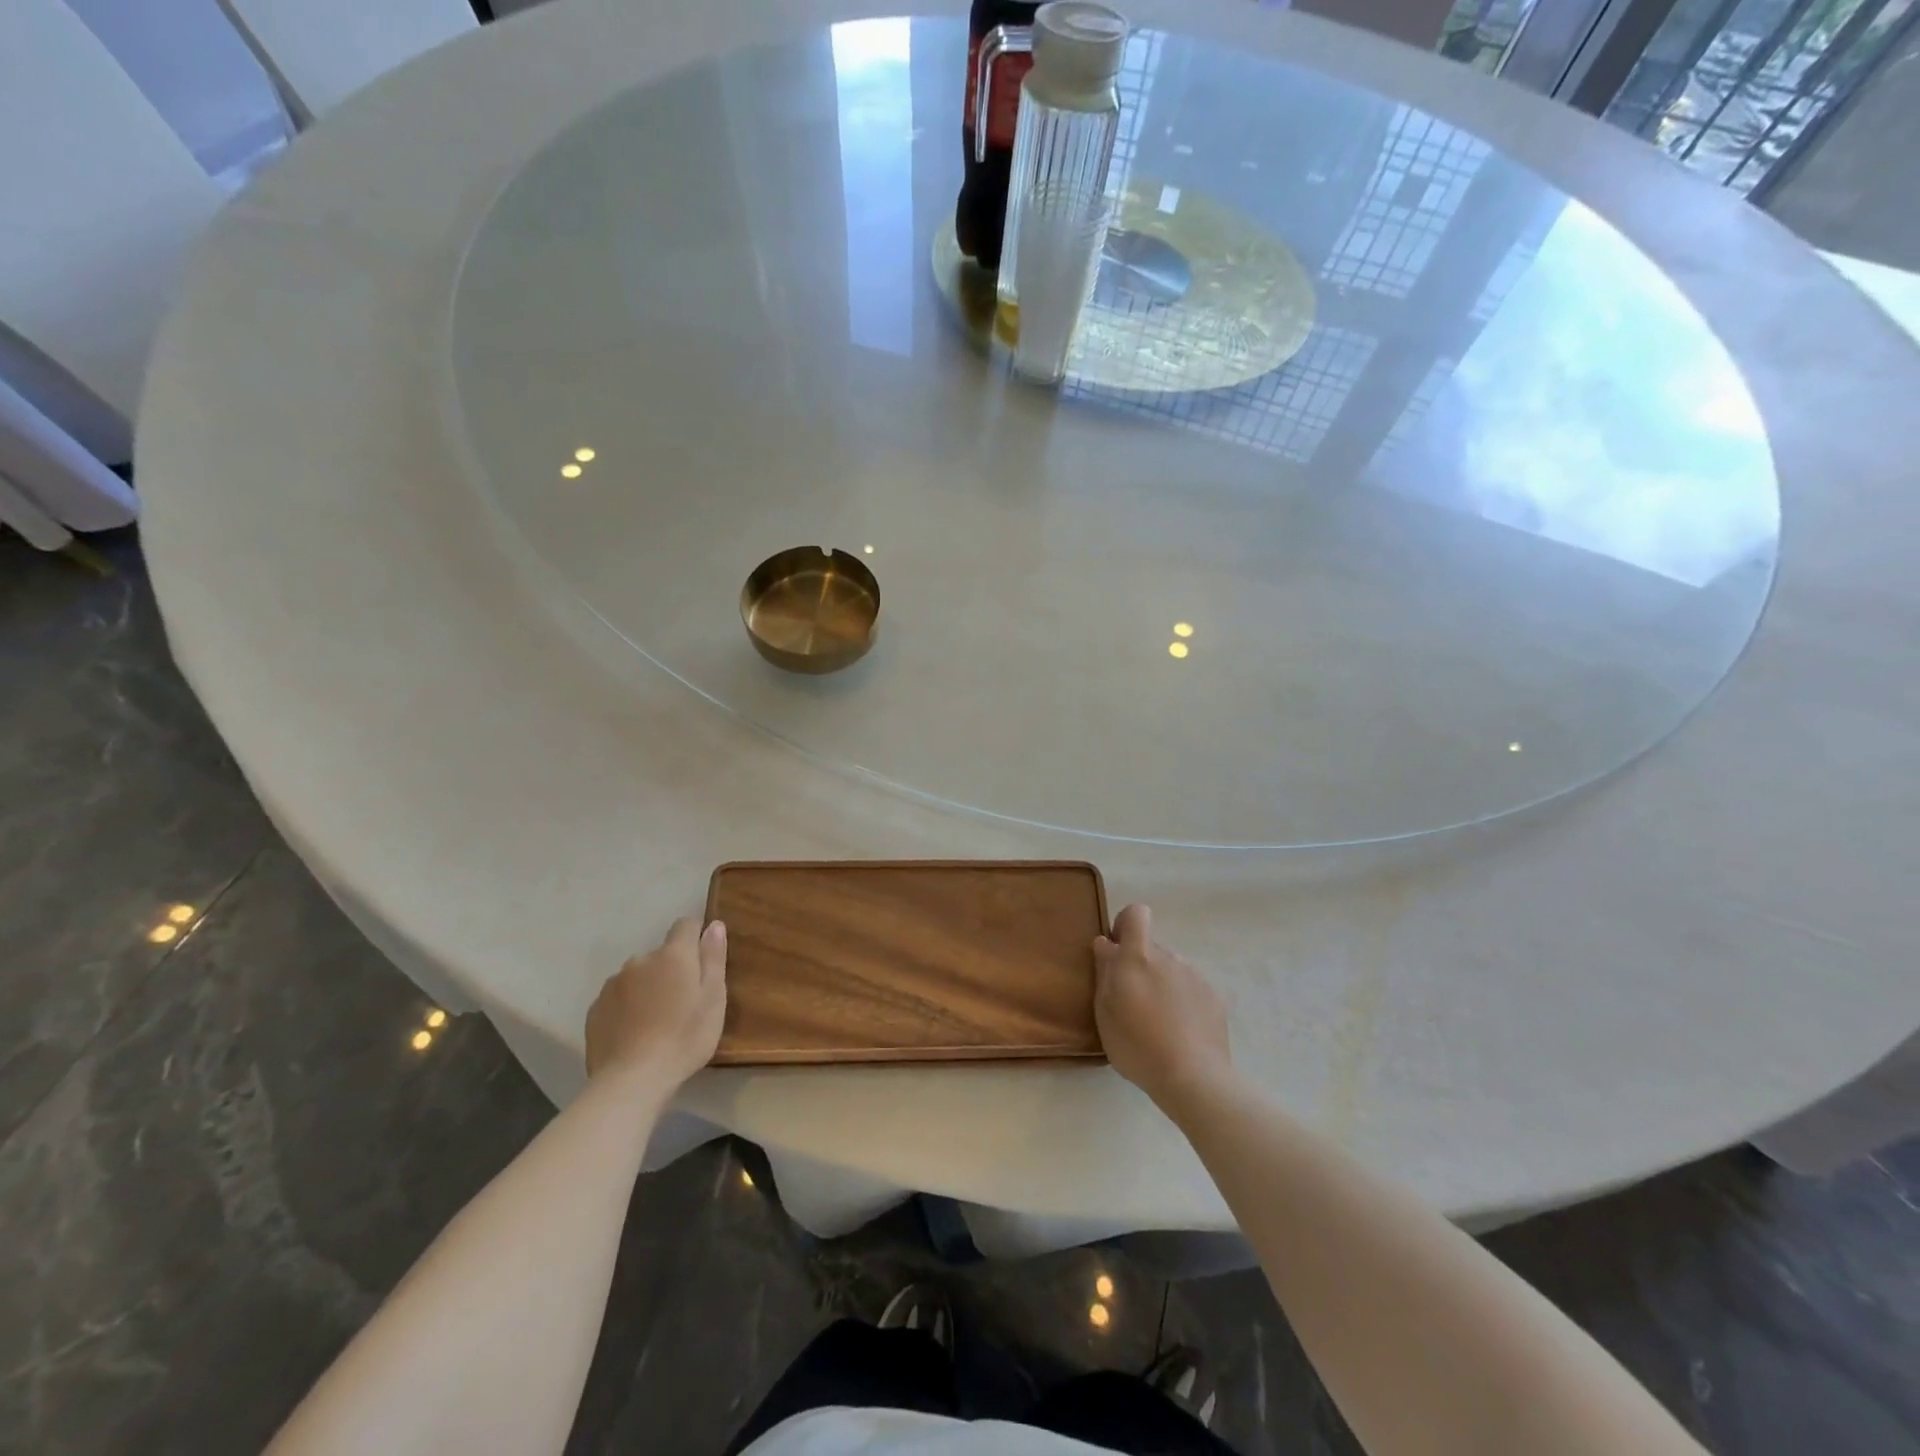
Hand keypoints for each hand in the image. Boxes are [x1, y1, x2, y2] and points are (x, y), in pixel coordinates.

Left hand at [585, 918, 727, 1087]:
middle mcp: (640, 960)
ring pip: (637, 976)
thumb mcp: (713, 998)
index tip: (702, 963)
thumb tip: (714, 924)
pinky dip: (627, 1007)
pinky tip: (634, 1033)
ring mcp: (613, 984)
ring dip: (647, 987)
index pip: (685, 925)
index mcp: (673, 955)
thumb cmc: (684, 1038)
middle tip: (682, 1003)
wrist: (632, 1080)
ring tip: (656, 1021)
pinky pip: (618, 998)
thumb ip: (713, 958)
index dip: (695, 938)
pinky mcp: (595, 1009)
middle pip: (660, 954)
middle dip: (671, 969)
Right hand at [1093, 904, 1231, 1109]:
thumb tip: (1106, 943)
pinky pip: (1192, 990)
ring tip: (1159, 1024)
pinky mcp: (1215, 998)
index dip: (1126, 925)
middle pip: (1152, 948)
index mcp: (1139, 956)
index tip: (1118, 951)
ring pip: (1172, 970)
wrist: (1193, 1078)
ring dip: (1163, 985)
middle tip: (1133, 1003)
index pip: (1136, 914)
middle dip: (1141, 966)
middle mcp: (1170, 957)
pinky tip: (1181, 1033)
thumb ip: (1105, 971)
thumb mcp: (1104, 1011)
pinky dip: (1184, 1003)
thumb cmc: (1136, 1045)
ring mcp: (1195, 976)